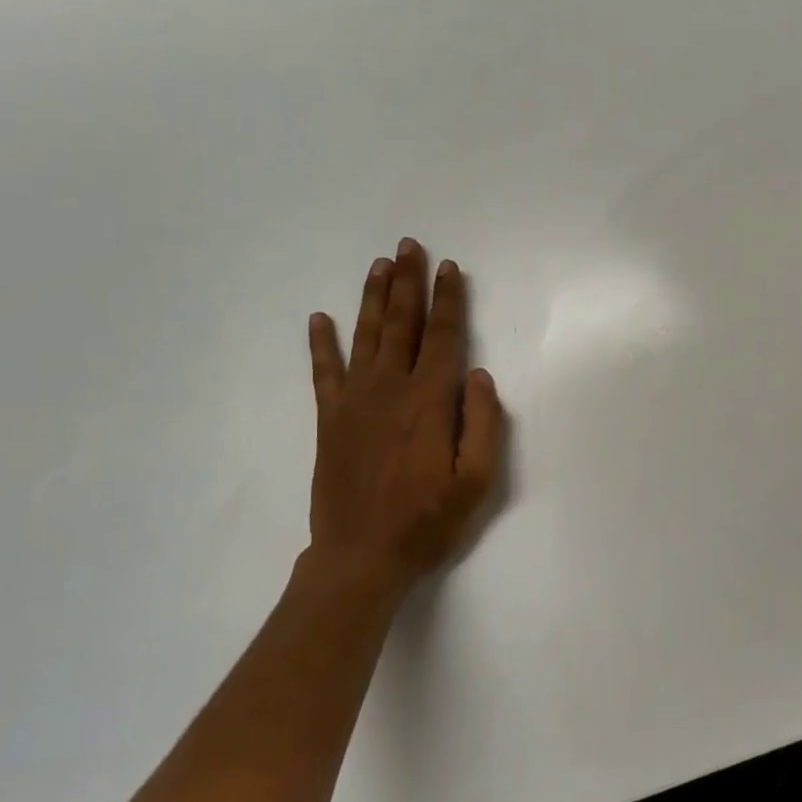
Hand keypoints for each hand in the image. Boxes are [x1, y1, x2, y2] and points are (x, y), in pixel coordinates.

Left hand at [304, 239, 506, 602]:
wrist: (361, 556)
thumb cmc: (427, 522)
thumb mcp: (477, 482)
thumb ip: (483, 424)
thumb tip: (479, 375)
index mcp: (430, 401)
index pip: (444, 337)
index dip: (448, 300)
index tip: (450, 269)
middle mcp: (391, 389)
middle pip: (402, 324)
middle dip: (408, 283)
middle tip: (409, 246)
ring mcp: (355, 401)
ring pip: (366, 336)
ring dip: (373, 298)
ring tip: (379, 265)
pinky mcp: (330, 419)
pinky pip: (324, 372)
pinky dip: (321, 344)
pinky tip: (318, 319)